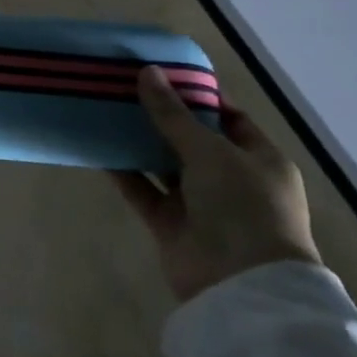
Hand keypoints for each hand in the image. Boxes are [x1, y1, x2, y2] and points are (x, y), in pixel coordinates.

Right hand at [110, 66, 320, 302]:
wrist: (241, 284)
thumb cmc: (243, 206)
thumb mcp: (210, 151)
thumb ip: (173, 114)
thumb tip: (147, 72)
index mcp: (259, 160)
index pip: (229, 118)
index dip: (198, 95)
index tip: (162, 73)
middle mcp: (231, 180)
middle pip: (191, 139)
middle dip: (160, 115)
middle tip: (123, 86)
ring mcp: (200, 203)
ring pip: (163, 163)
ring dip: (138, 141)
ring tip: (104, 109)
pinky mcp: (170, 223)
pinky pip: (142, 189)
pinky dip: (123, 171)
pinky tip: (97, 147)